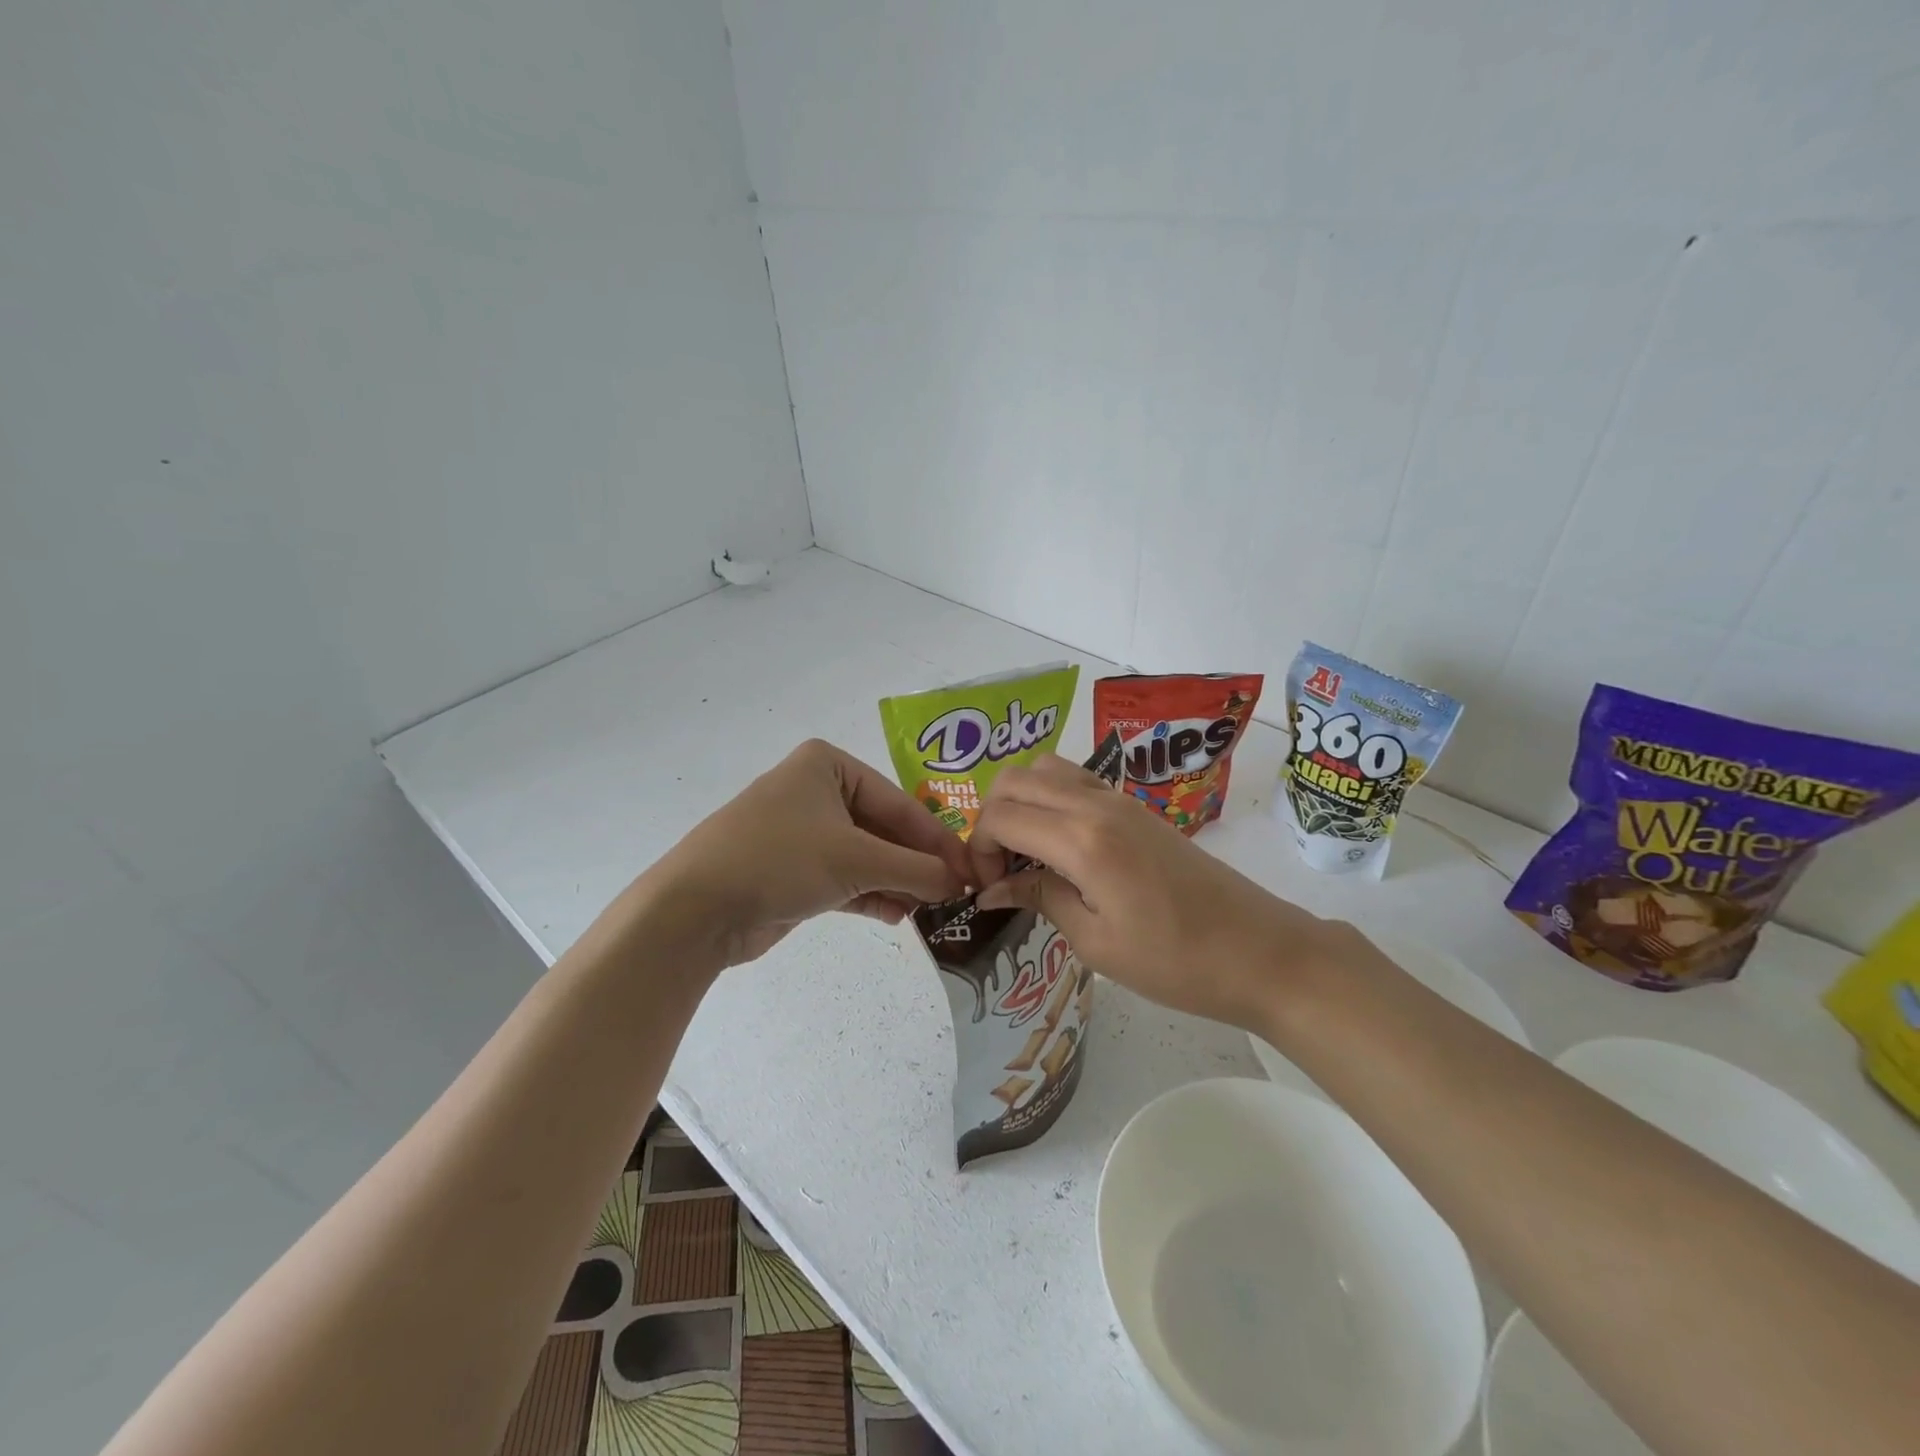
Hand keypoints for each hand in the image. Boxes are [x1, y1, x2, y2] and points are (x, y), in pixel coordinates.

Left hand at [655, 739, 972, 965]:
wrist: (697, 908)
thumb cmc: (781, 859)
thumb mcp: (856, 859)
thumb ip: (915, 869)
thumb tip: (960, 883)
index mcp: (828, 766)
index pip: (899, 802)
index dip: (937, 839)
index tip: (970, 869)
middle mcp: (815, 791)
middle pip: (883, 828)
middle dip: (916, 863)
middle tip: (955, 892)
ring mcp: (801, 832)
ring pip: (865, 856)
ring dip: (897, 882)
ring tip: (931, 908)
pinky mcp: (792, 870)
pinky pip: (844, 878)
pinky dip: (871, 894)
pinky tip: (899, 914)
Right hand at [971, 755, 1366, 1029]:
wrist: (1260, 952)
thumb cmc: (1176, 962)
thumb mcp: (1096, 943)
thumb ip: (1040, 899)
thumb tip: (993, 888)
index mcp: (1082, 840)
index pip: (1001, 816)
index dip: (978, 849)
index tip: (987, 888)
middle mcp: (1096, 804)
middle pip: (1015, 780)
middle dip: (991, 819)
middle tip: (1001, 869)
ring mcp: (1120, 800)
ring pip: (1045, 770)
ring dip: (1022, 802)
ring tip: (1028, 854)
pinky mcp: (1137, 808)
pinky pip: (1076, 781)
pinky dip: (1050, 801)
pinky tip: (1061, 848)